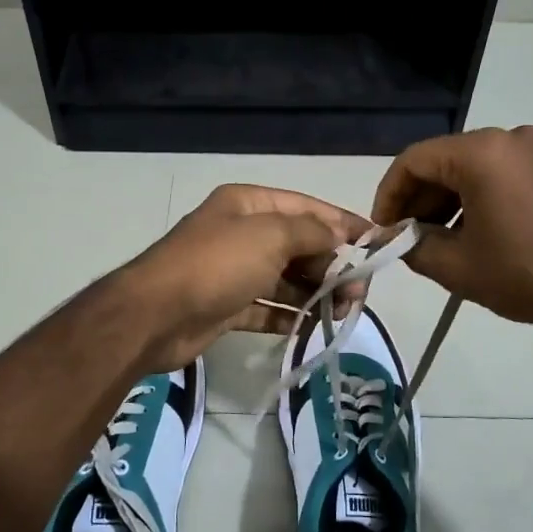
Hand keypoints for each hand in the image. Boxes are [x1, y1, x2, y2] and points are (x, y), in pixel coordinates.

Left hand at [123, 185, 369, 371]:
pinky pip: (268, 307)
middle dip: (332, 264)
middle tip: (359, 291)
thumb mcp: (270, 236)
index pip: (307, 208)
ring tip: (343, 310)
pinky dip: (290, 315)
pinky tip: (313, 327)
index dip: (342, 223)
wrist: (155, 316)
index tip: (377, 242)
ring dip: (316, 292)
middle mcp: (242, 233)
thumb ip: (311, 232)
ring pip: (286, 279)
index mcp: (249, 205)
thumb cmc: (217, 264)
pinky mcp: (228, 307)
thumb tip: (338, 237)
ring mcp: (234, 272)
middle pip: (299, 244)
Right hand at [372, 126, 532, 328]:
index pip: (413, 161)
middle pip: (442, 161)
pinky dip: (474, 197)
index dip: (389, 195)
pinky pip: (497, 173)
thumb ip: (413, 246)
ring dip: (444, 200)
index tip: (383, 230)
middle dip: (417, 199)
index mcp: (481, 153)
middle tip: (405, 238)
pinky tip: (468, 232)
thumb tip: (396, 239)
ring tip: (434, 240)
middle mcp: (507, 138)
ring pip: (469, 167)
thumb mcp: (458, 266)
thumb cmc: (526, 272)